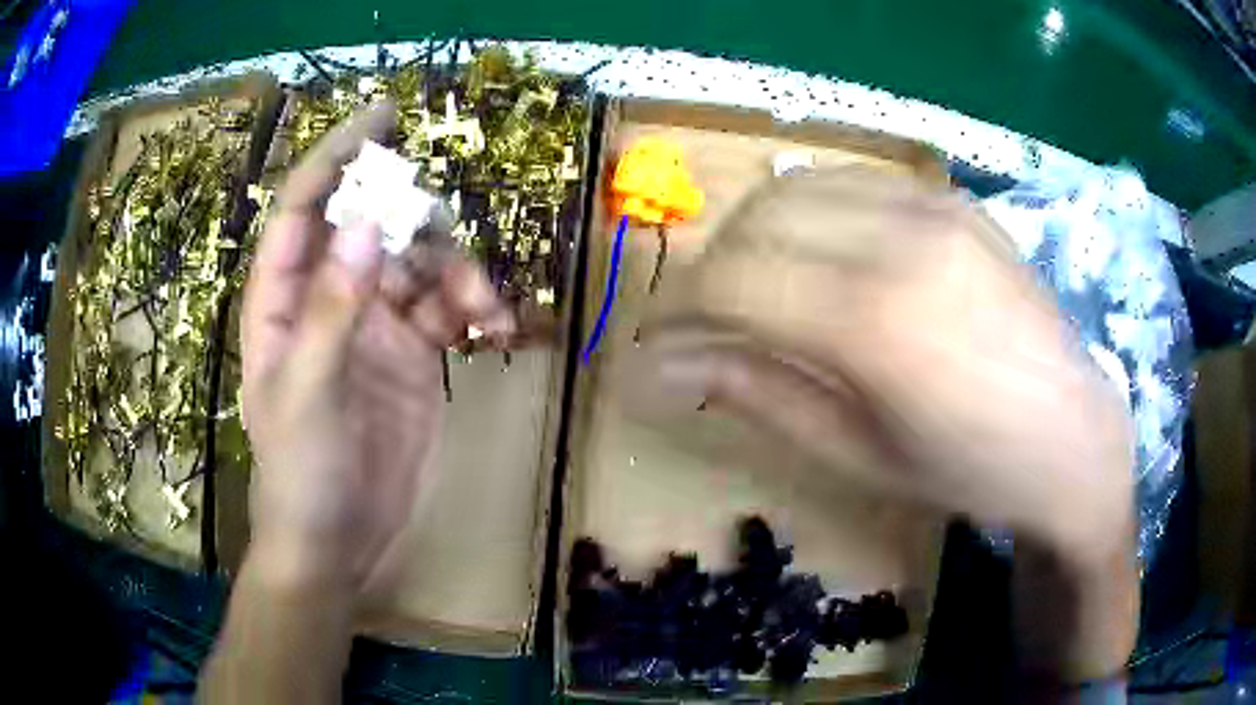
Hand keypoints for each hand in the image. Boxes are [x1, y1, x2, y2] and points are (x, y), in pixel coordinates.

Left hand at [239, 101, 510, 594]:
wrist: (339, 542)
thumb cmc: (300, 473)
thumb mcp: (306, 393)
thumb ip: (333, 309)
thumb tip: (369, 222)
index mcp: (284, 299)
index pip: (304, 209)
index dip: (336, 159)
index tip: (382, 118)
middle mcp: (329, 298)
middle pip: (375, 225)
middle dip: (416, 223)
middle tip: (445, 250)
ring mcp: (375, 325)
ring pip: (421, 264)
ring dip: (458, 274)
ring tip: (481, 310)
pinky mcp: (414, 355)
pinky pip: (449, 309)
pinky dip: (474, 308)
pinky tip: (493, 330)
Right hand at [635, 167, 1135, 561]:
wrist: (1071, 437)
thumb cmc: (966, 469)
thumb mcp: (855, 451)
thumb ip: (754, 392)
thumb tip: (658, 367)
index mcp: (873, 322)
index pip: (730, 278)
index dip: (681, 309)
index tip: (668, 342)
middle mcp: (899, 238)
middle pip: (757, 217)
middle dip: (716, 266)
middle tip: (716, 321)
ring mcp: (933, 204)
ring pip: (799, 185)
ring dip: (761, 232)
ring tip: (770, 287)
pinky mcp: (953, 197)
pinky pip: (853, 181)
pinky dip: (815, 211)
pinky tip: (830, 256)